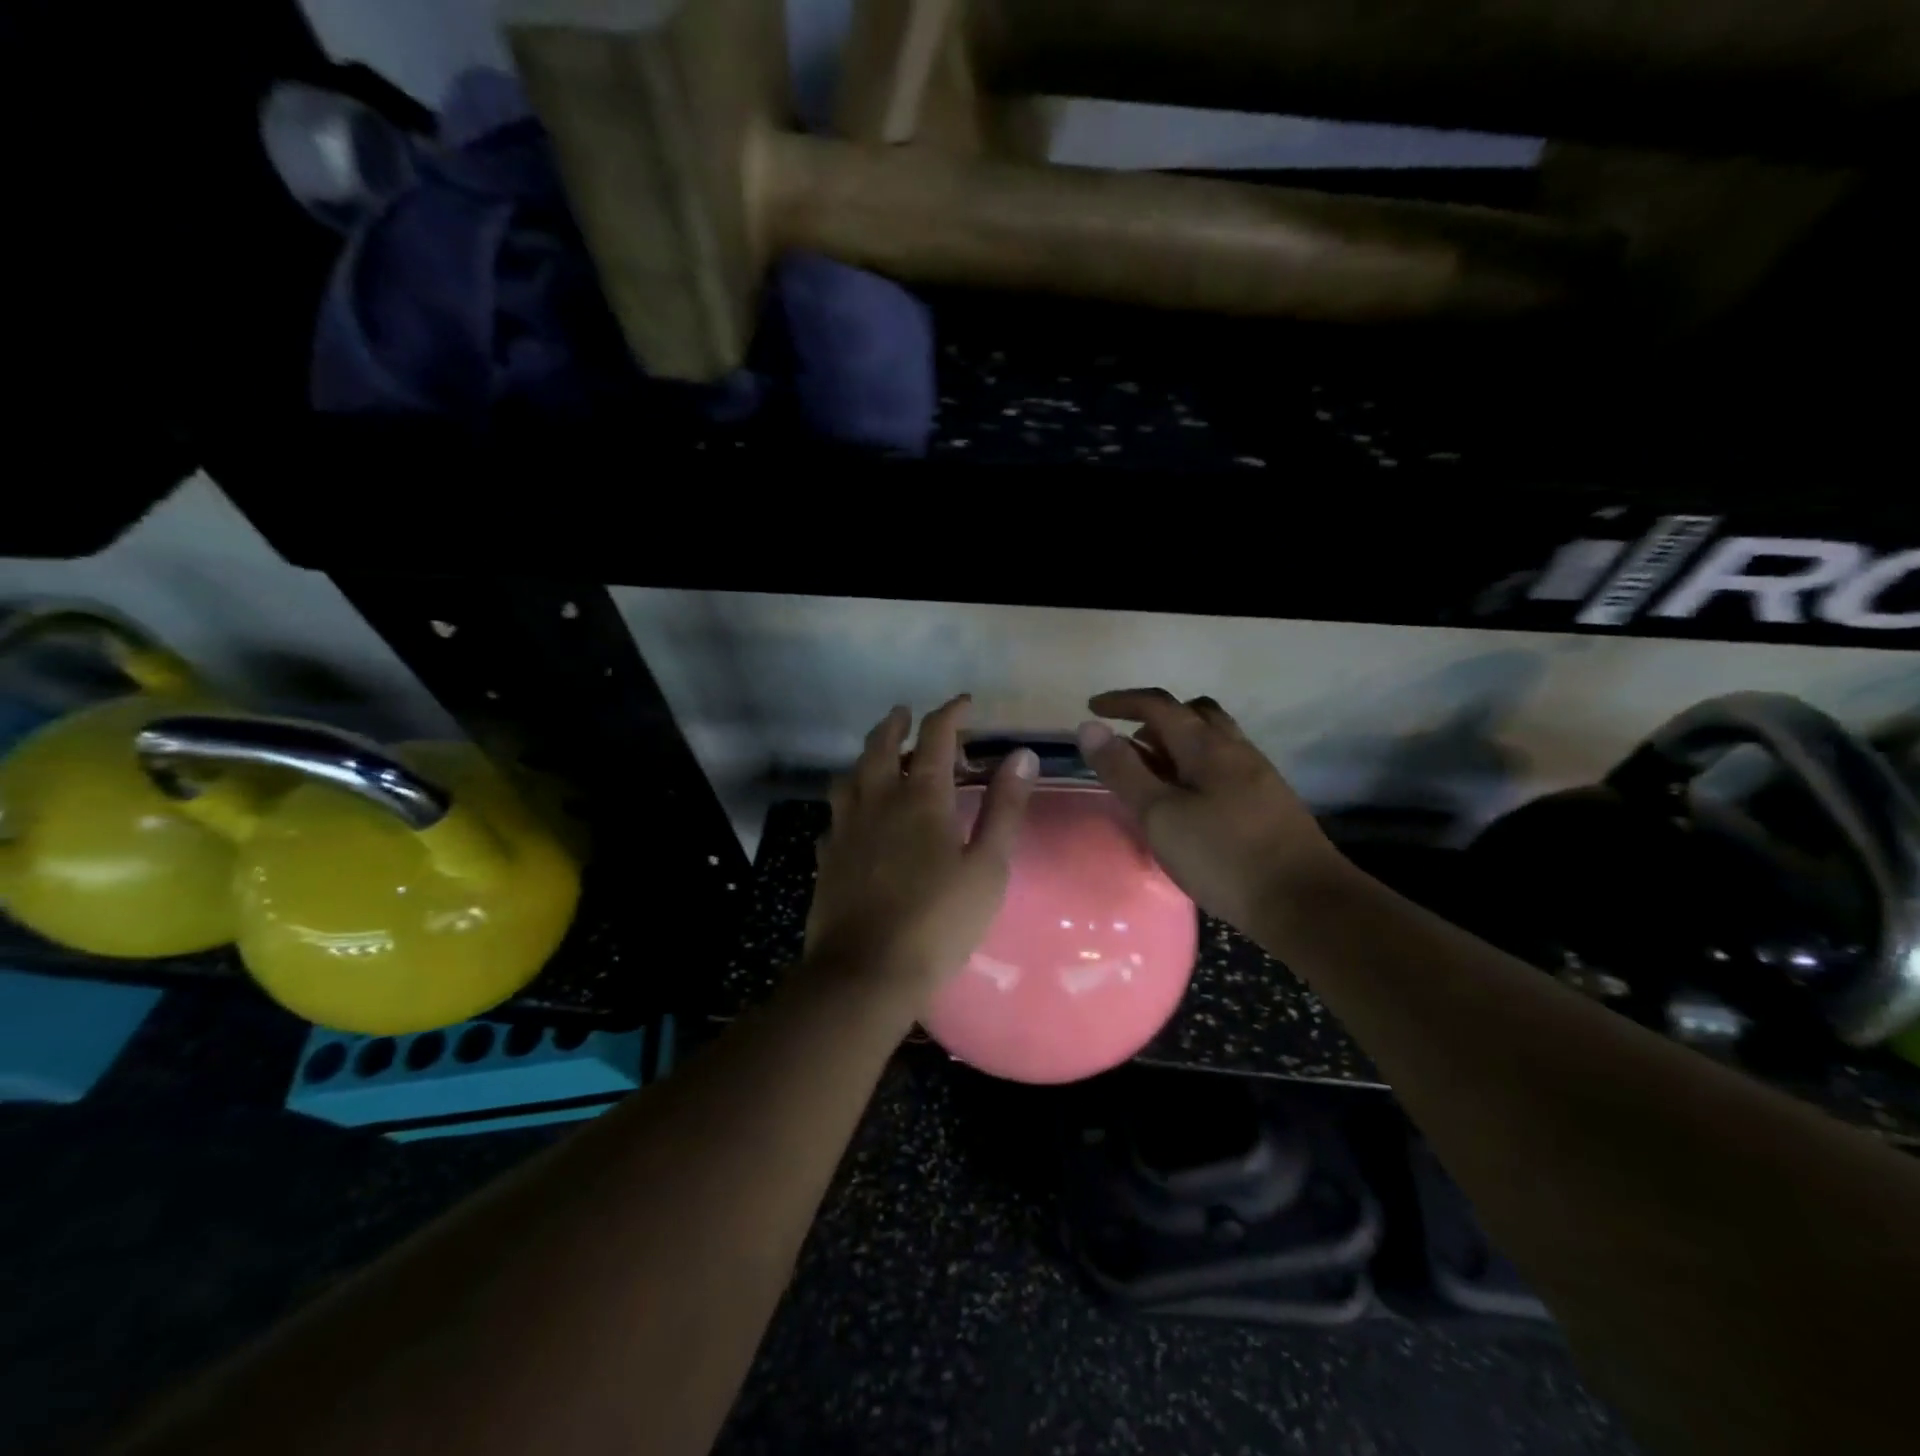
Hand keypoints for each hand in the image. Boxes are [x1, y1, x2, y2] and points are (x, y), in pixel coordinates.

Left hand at [804, 696, 1037, 1007]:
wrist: (867, 972)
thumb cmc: (938, 921)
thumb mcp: (987, 867)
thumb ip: (1004, 808)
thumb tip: (1022, 756)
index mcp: (920, 798)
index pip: (936, 736)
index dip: (951, 713)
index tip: (965, 703)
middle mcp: (877, 800)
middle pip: (881, 745)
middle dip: (896, 723)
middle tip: (907, 714)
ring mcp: (844, 828)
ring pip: (849, 775)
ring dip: (866, 757)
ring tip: (879, 758)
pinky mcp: (826, 856)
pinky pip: (835, 815)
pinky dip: (848, 802)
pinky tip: (855, 818)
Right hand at [1076, 689, 1342, 933]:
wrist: (1305, 903)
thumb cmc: (1223, 856)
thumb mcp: (1159, 815)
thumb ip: (1123, 771)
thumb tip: (1090, 728)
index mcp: (1207, 746)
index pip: (1159, 705)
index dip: (1122, 702)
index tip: (1092, 708)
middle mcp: (1235, 750)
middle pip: (1195, 714)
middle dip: (1156, 718)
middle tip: (1128, 742)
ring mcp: (1258, 776)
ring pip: (1214, 741)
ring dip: (1179, 745)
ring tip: (1152, 773)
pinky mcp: (1268, 804)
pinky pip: (1225, 768)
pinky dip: (1196, 769)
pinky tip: (1187, 802)